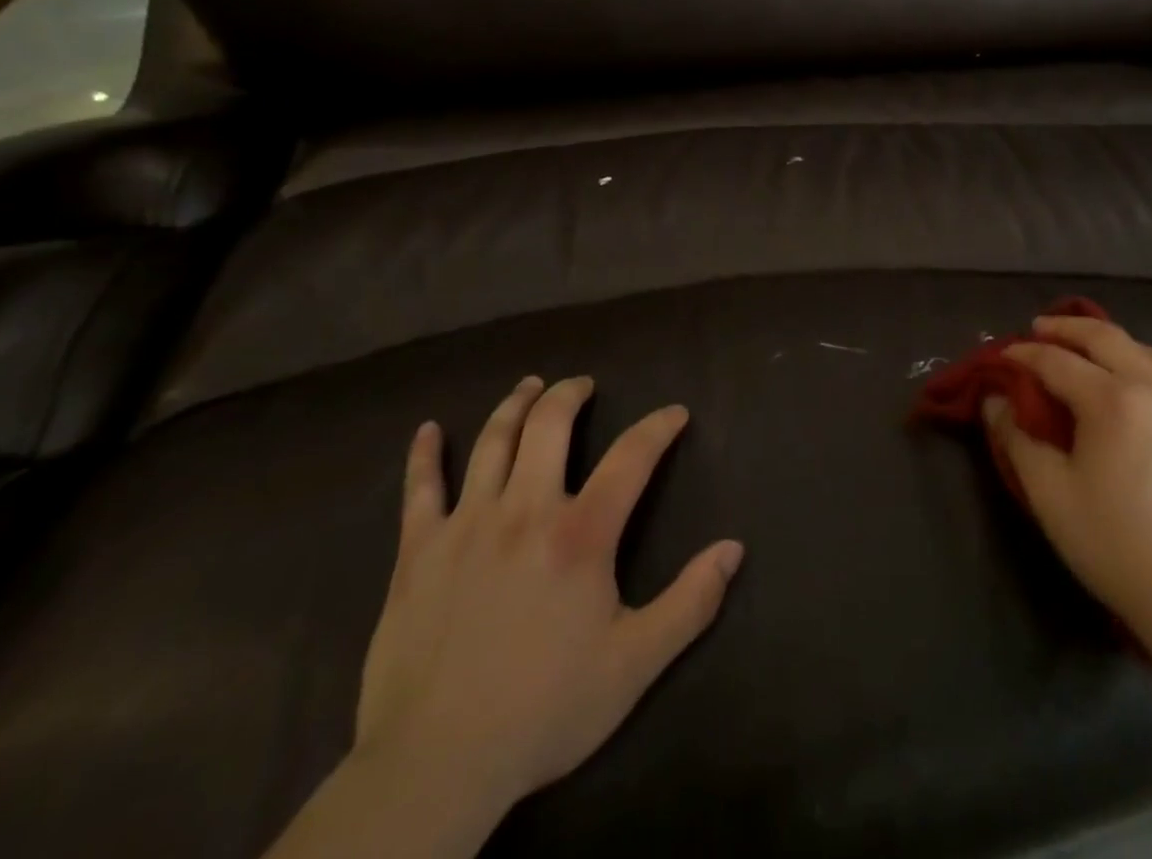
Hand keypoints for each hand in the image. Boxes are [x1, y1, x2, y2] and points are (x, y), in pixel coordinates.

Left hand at [352, 375, 743, 838]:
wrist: (435, 767)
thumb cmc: (545, 711)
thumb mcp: (635, 664)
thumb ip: (690, 602)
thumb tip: (733, 548)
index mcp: (580, 534)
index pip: (631, 457)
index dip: (658, 427)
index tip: (674, 413)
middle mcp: (524, 510)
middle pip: (549, 425)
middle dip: (570, 394)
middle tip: (583, 384)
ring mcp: (466, 524)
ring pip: (493, 441)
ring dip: (515, 405)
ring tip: (530, 385)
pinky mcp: (417, 550)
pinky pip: (420, 488)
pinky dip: (425, 454)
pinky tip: (429, 430)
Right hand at [985, 315, 1151, 659]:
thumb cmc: (1116, 546)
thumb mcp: (1049, 494)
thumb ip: (1016, 439)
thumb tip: (995, 401)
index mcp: (1113, 402)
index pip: (1058, 362)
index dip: (1025, 354)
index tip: (1003, 355)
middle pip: (1107, 339)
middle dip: (1068, 329)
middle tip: (1039, 329)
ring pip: (1149, 352)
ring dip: (1113, 342)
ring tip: (1089, 349)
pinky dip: (1147, 364)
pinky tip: (1137, 385)